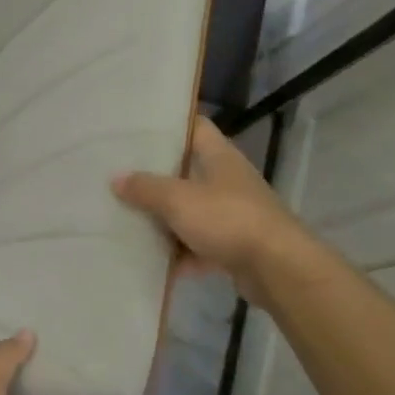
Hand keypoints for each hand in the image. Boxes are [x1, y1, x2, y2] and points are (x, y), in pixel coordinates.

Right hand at [113, 116, 310, 303]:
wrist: (278, 269)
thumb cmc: (228, 219)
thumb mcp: (178, 199)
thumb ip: (145, 188)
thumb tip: (116, 179)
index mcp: (219, 157)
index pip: (194, 127)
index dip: (168, 125)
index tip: (137, 128)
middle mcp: (227, 181)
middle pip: (186, 172)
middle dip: (155, 177)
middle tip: (119, 175)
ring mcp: (232, 214)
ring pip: (190, 211)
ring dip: (164, 219)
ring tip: (127, 219)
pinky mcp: (233, 246)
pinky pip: (198, 246)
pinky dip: (179, 255)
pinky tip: (153, 263)